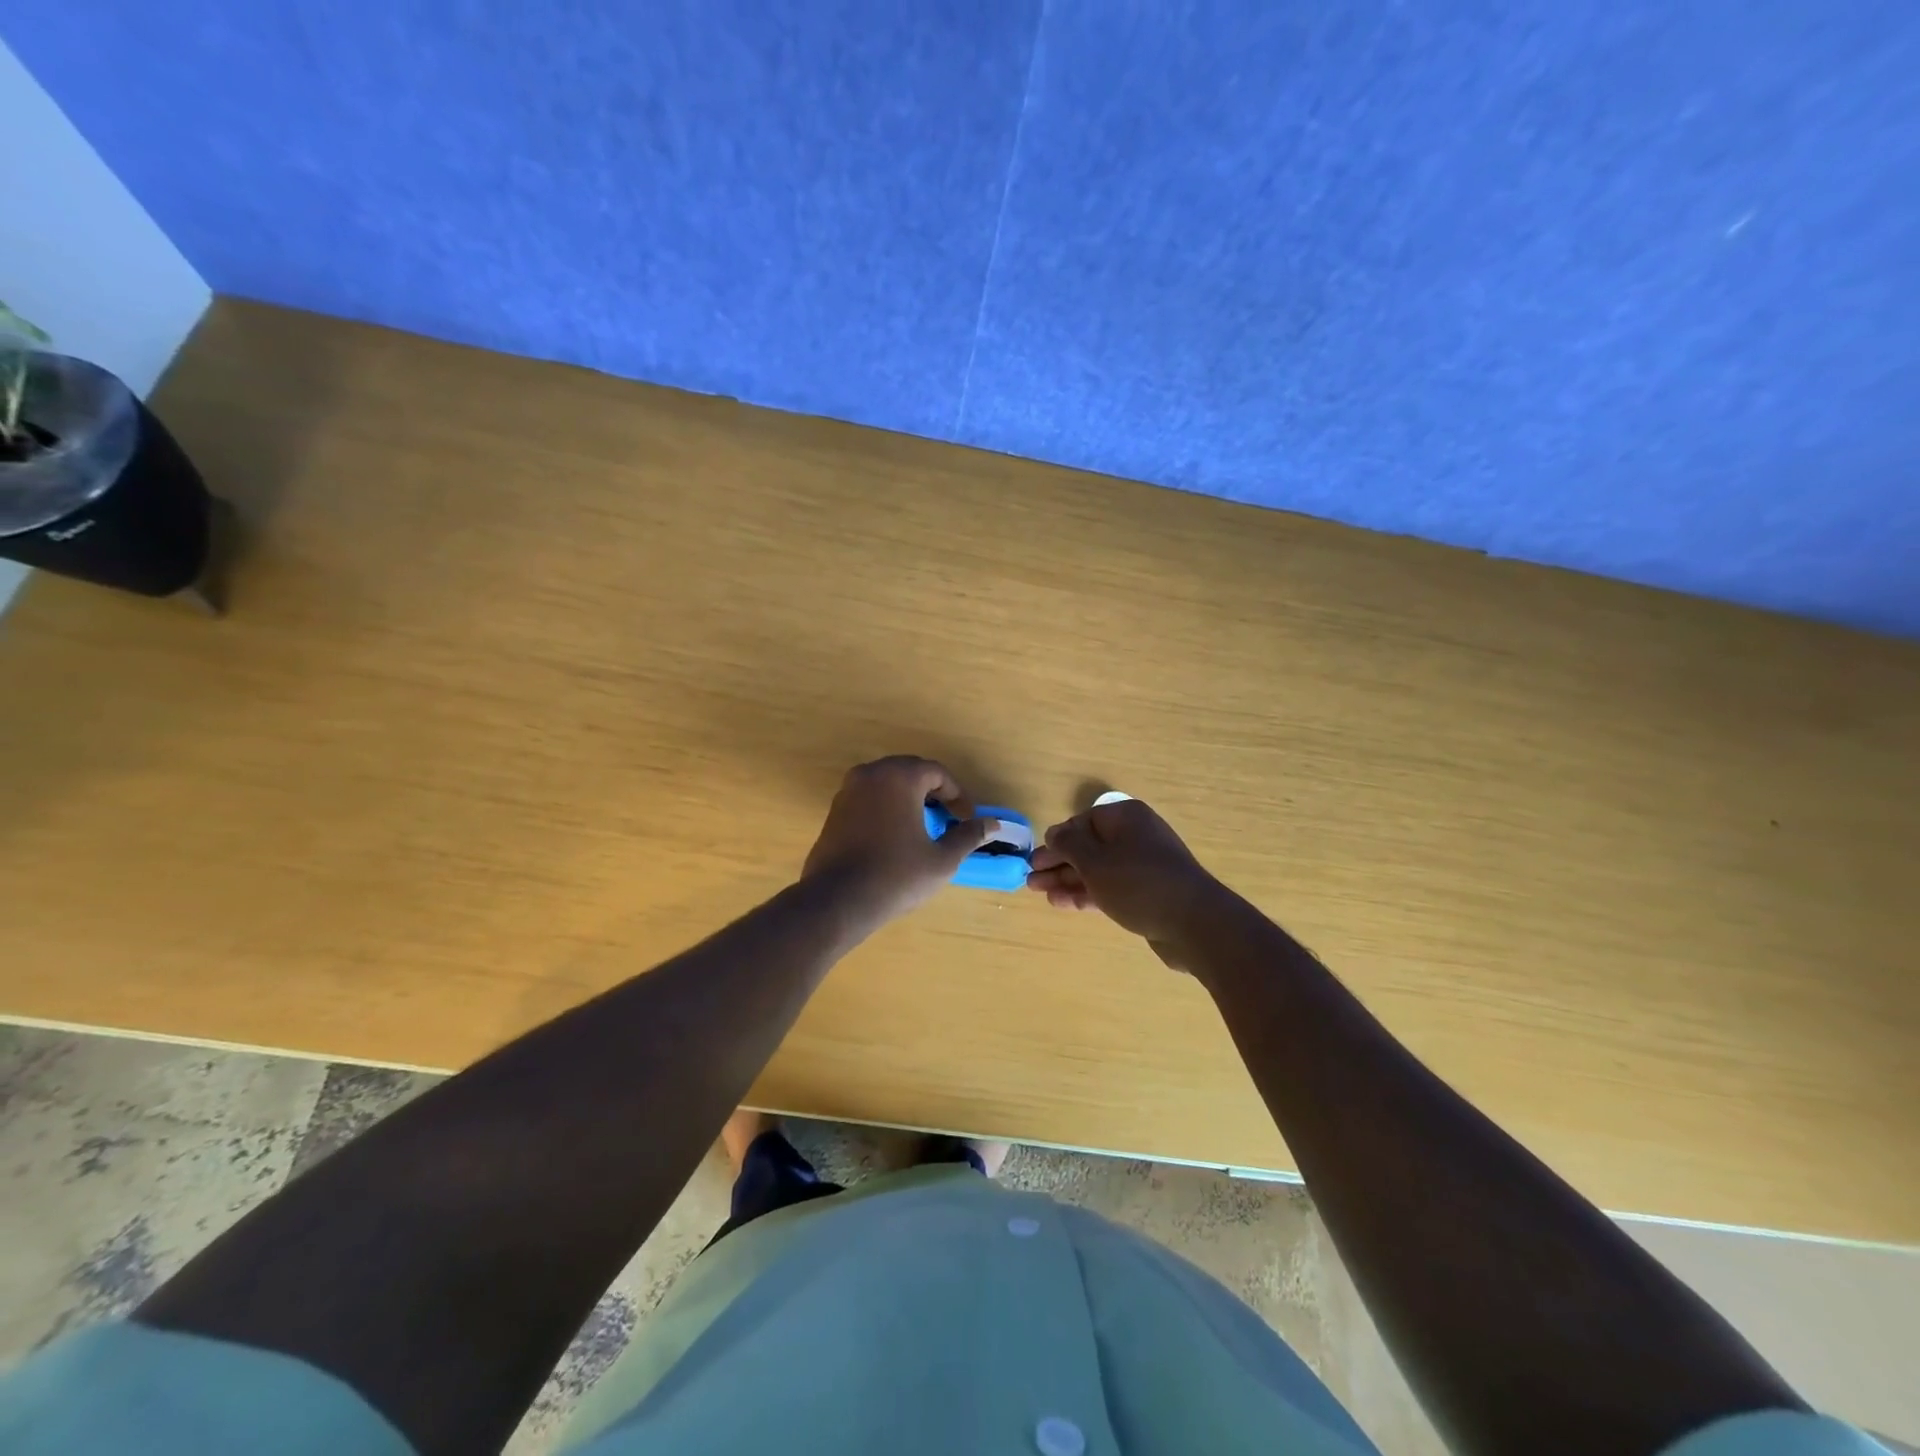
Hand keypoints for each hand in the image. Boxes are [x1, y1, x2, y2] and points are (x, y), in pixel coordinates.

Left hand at [803, 757, 996, 928]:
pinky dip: (887, 805)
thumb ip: (968, 836)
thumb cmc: (896, 876)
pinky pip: (869, 796)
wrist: (837, 900)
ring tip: (924, 825)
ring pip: (887, 782)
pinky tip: (895, 834)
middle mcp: (872, 773)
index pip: (937, 773)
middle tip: (948, 818)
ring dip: (909, 797)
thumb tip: (992, 824)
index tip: (966, 819)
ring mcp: (849, 789)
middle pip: (911, 771)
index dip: (957, 795)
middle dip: (933, 791)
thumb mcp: (941, 860)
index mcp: (900, 777)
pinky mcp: (835, 809)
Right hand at [1027, 798, 1227, 969]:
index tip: (1037, 858)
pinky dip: (1087, 893)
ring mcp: (1143, 866)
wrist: (1194, 923)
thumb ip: (1069, 844)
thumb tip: (1055, 833)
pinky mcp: (1148, 893)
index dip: (1058, 839)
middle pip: (1089, 846)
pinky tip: (1063, 903)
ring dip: (1068, 880)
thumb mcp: (1095, 861)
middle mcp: (1136, 836)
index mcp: (1125, 817)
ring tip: (1039, 892)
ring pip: (1097, 869)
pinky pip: (1111, 888)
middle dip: (1058, 863)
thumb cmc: (1138, 882)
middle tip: (1031, 879)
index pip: (1083, 822)